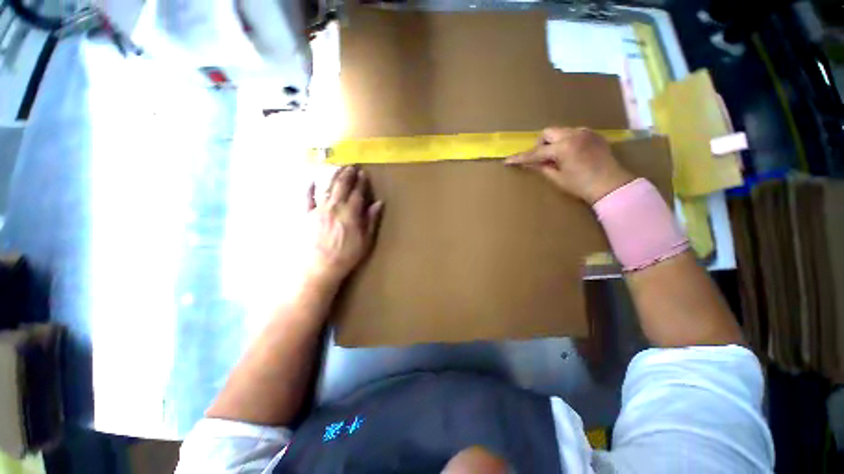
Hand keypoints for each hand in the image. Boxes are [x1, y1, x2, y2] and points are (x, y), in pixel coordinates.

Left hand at [303, 167, 382, 286]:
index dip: (361, 182)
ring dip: (333, 176)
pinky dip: (309, 189)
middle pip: (342, 186)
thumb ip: (371, 220)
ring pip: (327, 188)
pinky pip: (307, 198)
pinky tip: (312, 181)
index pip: (357, 193)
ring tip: (338, 168)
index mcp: (350, 213)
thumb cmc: (346, 256)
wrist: (319, 267)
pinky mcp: (306, 215)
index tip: (364, 174)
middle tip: (351, 166)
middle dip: (347, 175)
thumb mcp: (365, 240)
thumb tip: (378, 203)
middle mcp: (334, 207)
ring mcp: (318, 209)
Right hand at [504, 127, 634, 203]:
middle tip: (542, 159)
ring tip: (558, 157)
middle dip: (540, 144)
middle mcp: (573, 134)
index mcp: (563, 147)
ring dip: (553, 142)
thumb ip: (541, 167)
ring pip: (560, 131)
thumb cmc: (581, 186)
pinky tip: (571, 154)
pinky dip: (566, 141)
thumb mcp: (557, 178)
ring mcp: (585, 132)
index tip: (508, 161)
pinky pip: (573, 133)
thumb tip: (529, 163)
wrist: (612, 185)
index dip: (521, 158)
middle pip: (547, 132)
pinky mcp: (593, 134)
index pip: (536, 152)